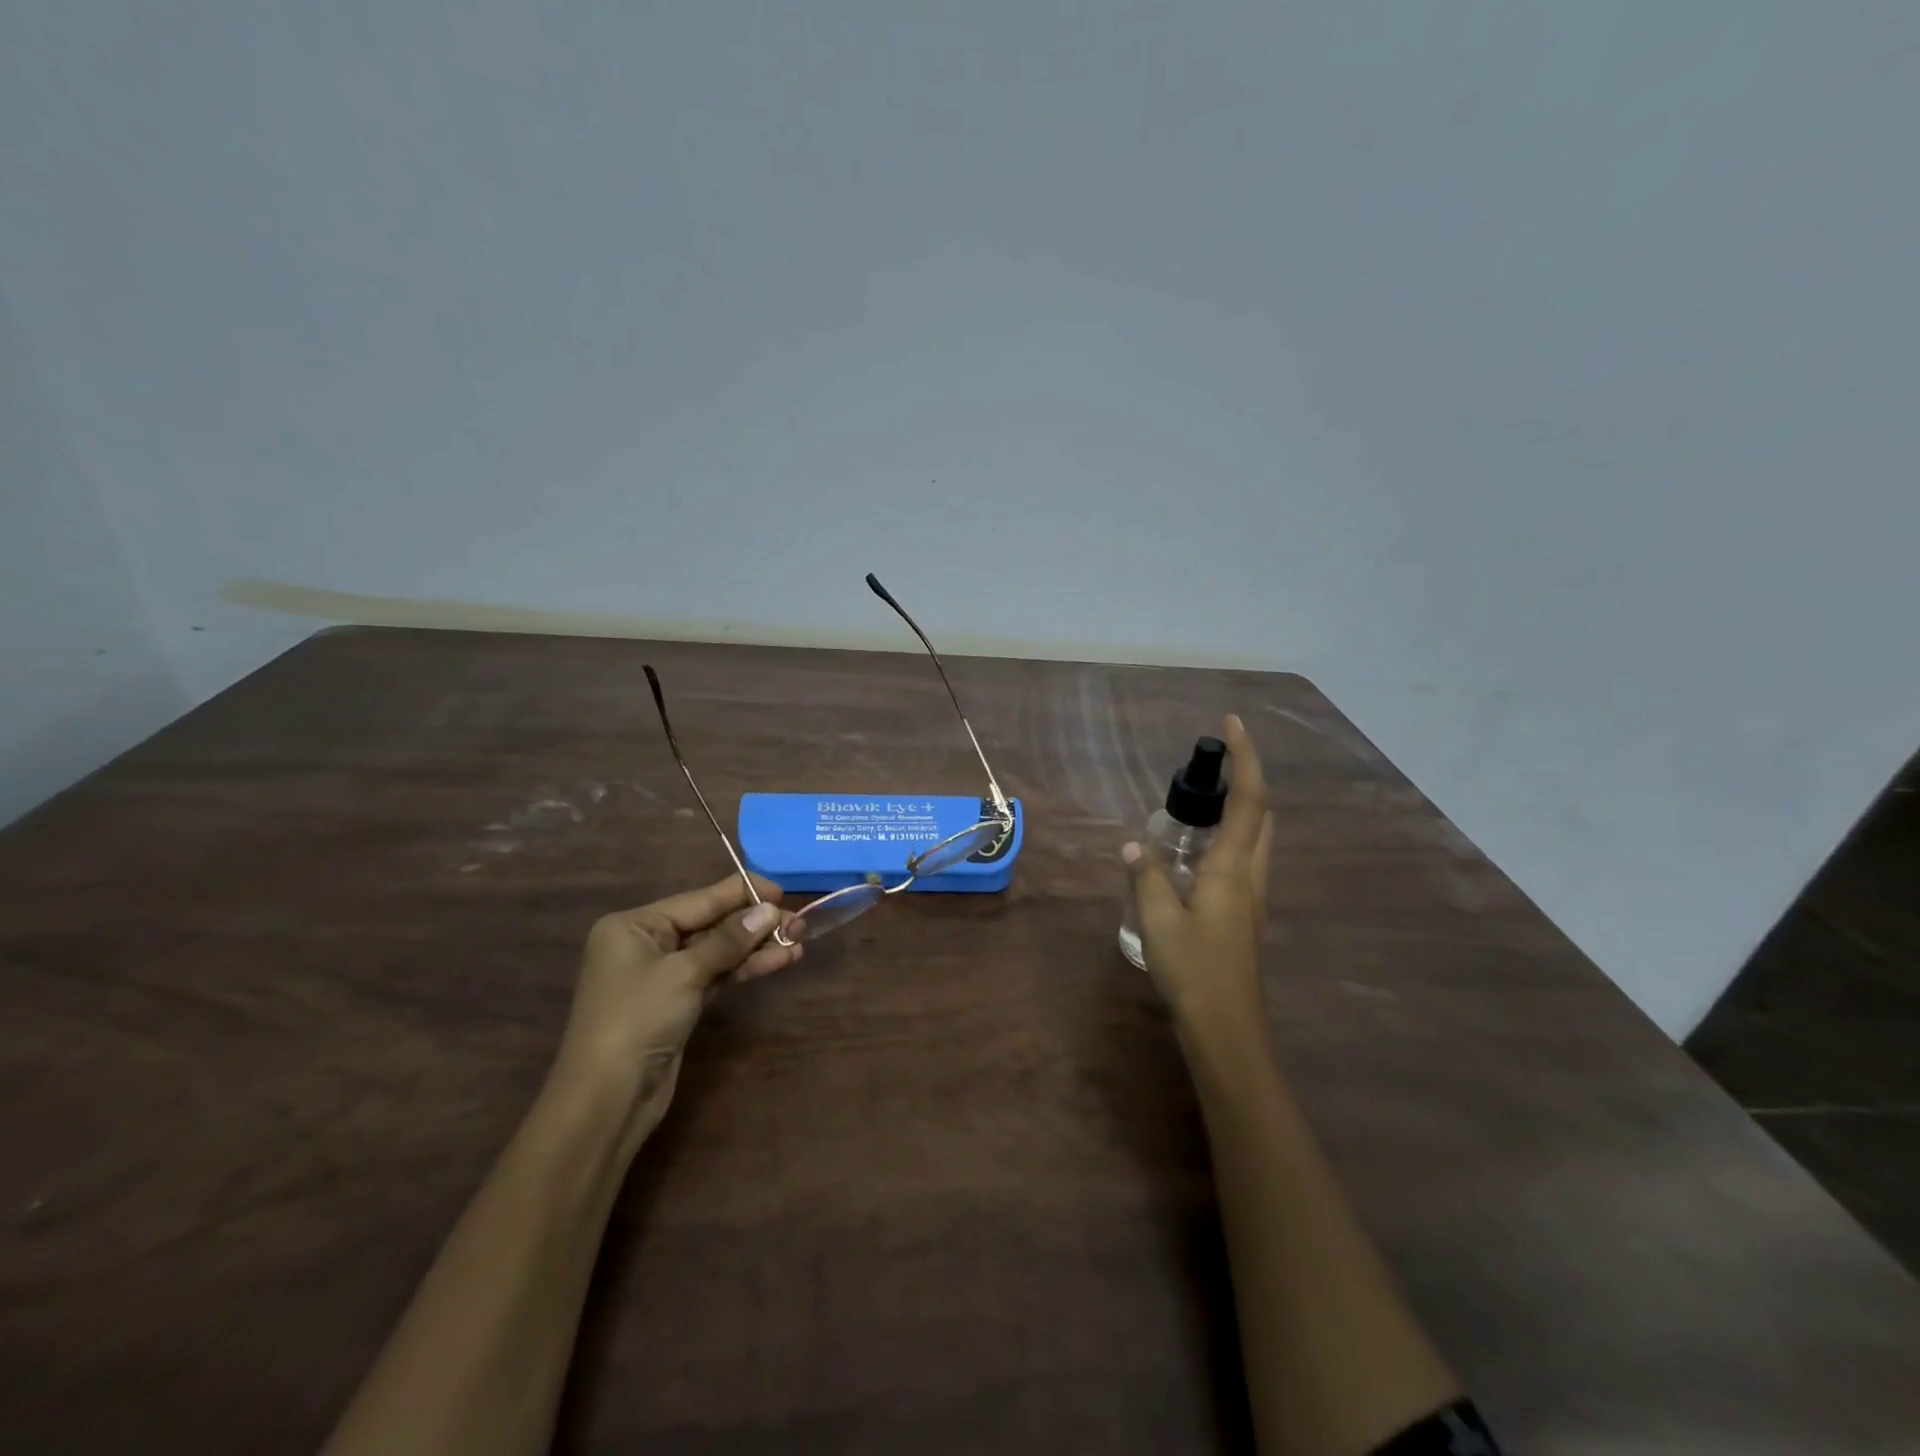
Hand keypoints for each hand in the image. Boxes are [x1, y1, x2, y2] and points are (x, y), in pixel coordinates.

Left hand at [550, 874, 803, 1150]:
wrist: (608, 1099)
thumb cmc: (637, 1020)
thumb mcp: (685, 973)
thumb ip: (729, 939)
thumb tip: (770, 910)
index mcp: (634, 925)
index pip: (699, 899)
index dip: (742, 893)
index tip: (782, 890)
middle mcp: (647, 943)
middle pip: (710, 924)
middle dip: (754, 924)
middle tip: (799, 922)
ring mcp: (663, 975)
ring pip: (718, 951)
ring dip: (756, 947)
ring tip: (798, 941)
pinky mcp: (678, 1002)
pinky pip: (717, 974)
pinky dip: (745, 968)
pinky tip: (779, 961)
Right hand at [1123, 713, 1272, 1035]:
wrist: (1227, 1029)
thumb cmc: (1195, 969)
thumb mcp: (1158, 920)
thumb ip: (1146, 877)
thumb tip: (1134, 846)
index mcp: (1234, 868)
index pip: (1249, 799)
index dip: (1245, 757)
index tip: (1232, 723)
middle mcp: (1251, 876)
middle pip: (1261, 815)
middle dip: (1245, 781)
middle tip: (1210, 768)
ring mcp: (1253, 898)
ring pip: (1255, 840)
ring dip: (1237, 811)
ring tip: (1197, 806)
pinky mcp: (1245, 917)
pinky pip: (1242, 862)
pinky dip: (1227, 841)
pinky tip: (1193, 857)